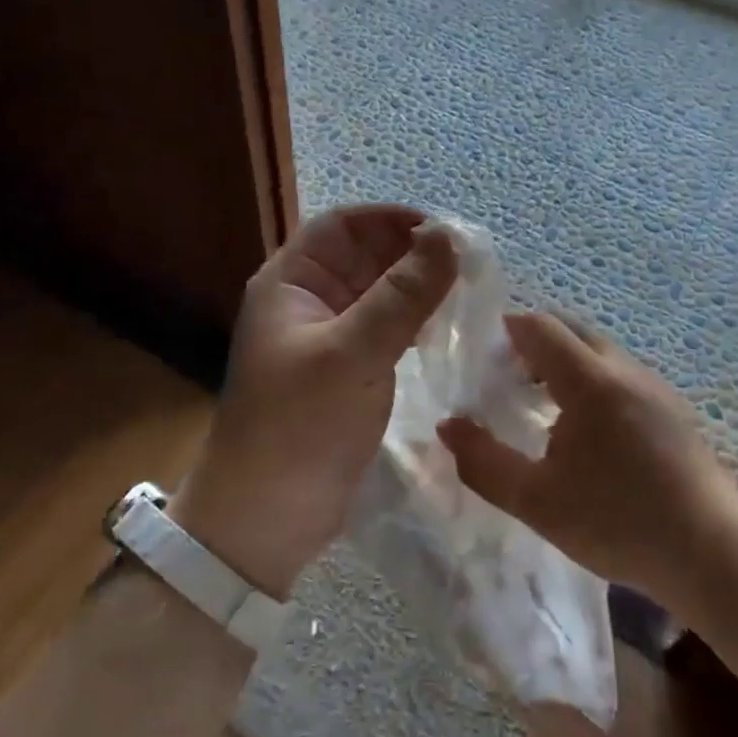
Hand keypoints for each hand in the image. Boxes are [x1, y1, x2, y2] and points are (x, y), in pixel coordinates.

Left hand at [172, 205, 457, 598]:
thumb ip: (401, 295)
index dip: (392, 219)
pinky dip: (414, 323)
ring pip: (379, 294)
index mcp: (291, 282)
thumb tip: (448, 237)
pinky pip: (385, 330)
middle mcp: (307, 301)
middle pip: (364, 257)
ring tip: (469, 293)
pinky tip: (446, 331)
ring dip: (418, 289)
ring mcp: (328, 338)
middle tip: (472, 264)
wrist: (266, 517)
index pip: (343, 226)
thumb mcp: (352, 354)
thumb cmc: (299, 426)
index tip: (447, 231)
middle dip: (413, 254)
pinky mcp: (347, 372)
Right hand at [437, 312, 737, 605]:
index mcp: (590, 381)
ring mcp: (654, 386)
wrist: (712, 552)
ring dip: (565, 361)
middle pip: (571, 329)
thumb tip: (448, 427)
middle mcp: (624, 370)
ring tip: (540, 403)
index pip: (540, 327)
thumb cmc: (616, 522)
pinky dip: (591, 379)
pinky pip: (620, 373)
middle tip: (506, 378)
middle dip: (534, 342)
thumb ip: (483, 461)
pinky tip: (586, 428)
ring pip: (599, 351)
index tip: (484, 357)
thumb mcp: (535, 500)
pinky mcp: (672, 408)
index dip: (507, 330)